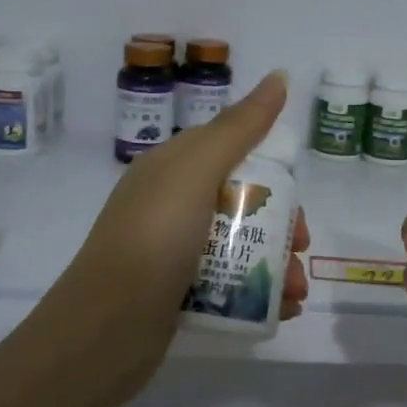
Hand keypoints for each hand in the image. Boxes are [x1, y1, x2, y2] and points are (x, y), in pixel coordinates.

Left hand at [48, 71, 309, 401]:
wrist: (106, 329)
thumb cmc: (155, 238)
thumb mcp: (196, 171)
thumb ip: (241, 127)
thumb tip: (280, 76)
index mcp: (173, 169)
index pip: (234, 156)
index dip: (271, 176)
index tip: (296, 203)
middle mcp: (172, 205)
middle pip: (242, 205)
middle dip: (281, 227)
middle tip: (300, 249)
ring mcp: (173, 251)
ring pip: (239, 247)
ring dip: (277, 265)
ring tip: (296, 293)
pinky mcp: (177, 292)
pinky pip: (227, 283)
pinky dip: (259, 294)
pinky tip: (281, 310)